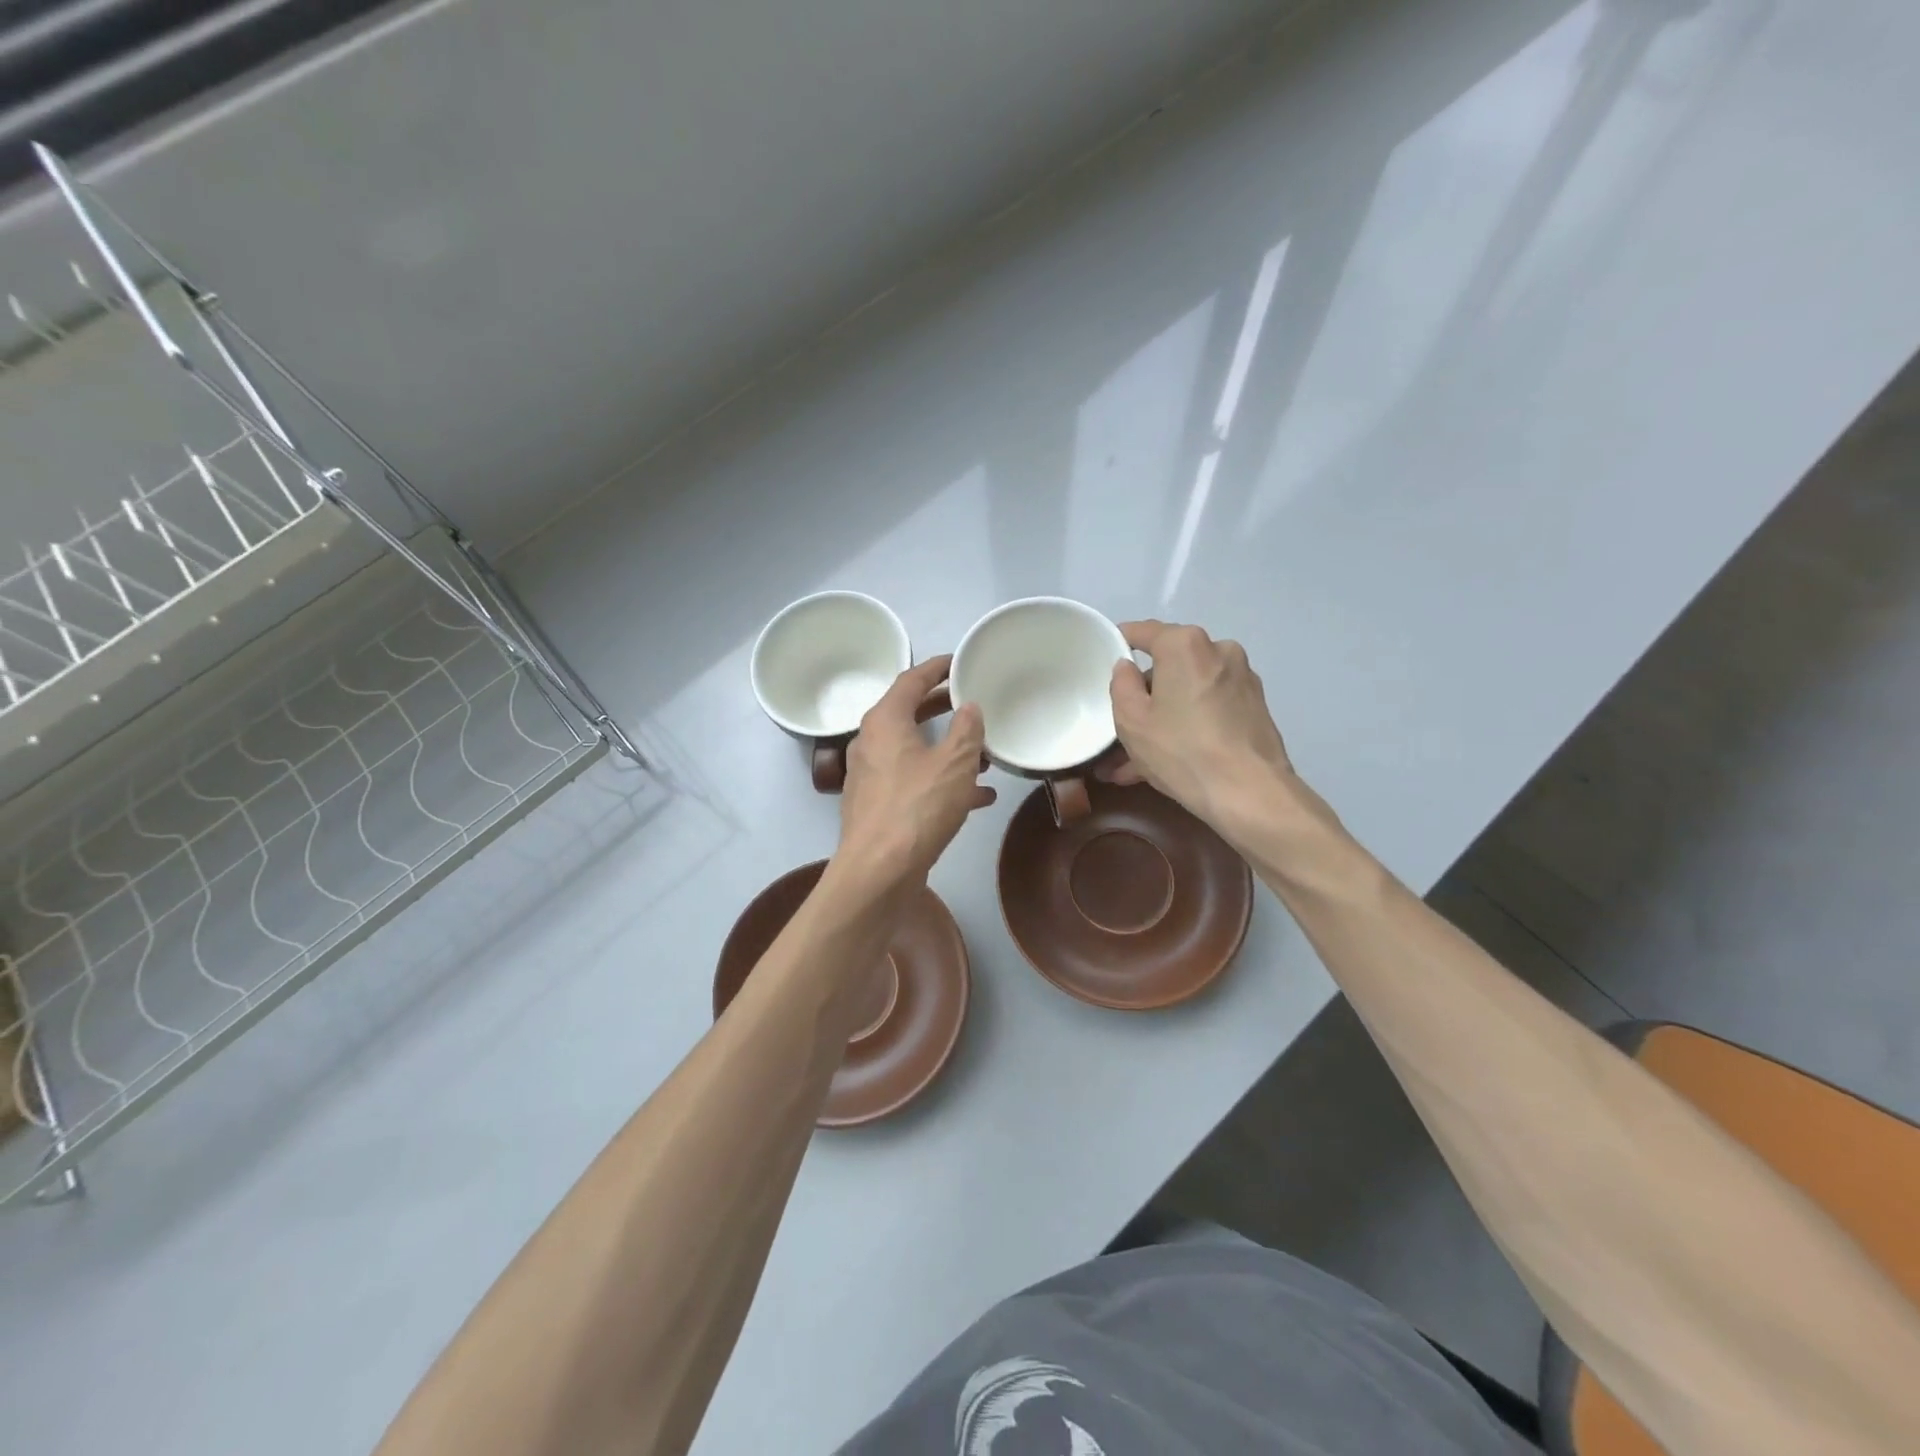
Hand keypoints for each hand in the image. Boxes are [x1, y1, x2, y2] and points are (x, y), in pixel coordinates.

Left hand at [837, 656, 994, 883]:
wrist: (879, 871)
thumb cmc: (917, 807)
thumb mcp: (954, 764)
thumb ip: (966, 730)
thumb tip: (969, 707)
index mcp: (885, 722)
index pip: (911, 680)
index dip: (936, 668)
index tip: (959, 663)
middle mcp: (872, 743)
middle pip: (910, 714)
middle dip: (944, 709)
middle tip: (973, 702)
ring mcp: (872, 776)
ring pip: (915, 751)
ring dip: (948, 750)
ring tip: (985, 754)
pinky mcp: (879, 806)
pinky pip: (915, 782)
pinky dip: (942, 782)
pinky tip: (978, 797)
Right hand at [1104, 620, 1292, 824]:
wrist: (1249, 793)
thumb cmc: (1181, 750)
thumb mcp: (1131, 720)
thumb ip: (1121, 684)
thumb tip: (1127, 668)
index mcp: (1185, 645)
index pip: (1143, 632)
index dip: (1119, 642)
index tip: (1104, 658)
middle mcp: (1218, 650)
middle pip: (1169, 666)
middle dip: (1144, 696)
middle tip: (1120, 728)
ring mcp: (1242, 679)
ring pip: (1188, 693)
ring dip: (1164, 718)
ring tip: (1137, 761)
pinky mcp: (1255, 707)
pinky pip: (1209, 709)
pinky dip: (1189, 727)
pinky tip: (1170, 762)